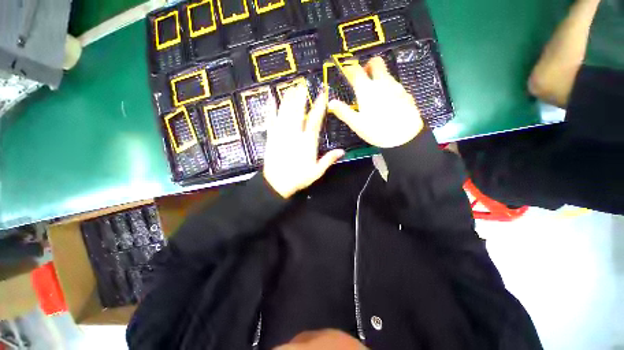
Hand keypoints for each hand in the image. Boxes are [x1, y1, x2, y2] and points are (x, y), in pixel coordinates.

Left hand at [263, 86, 344, 198]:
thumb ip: (329, 160)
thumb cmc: (298, 178)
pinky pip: (270, 120)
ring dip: (288, 98)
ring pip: (284, 112)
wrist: (277, 184)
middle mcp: (294, 134)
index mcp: (307, 142)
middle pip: (297, 111)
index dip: (319, 106)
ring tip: (291, 87)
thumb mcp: (317, 172)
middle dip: (301, 96)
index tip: (322, 94)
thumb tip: (342, 151)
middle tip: (303, 84)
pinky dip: (270, 108)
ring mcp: (281, 134)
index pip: (314, 120)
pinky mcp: (271, 137)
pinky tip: (270, 98)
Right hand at [328, 57, 423, 147]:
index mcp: (367, 90)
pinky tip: (387, 103)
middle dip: (368, 65)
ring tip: (374, 95)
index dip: (349, 68)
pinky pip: (395, 85)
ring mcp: (396, 87)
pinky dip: (388, 88)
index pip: (356, 70)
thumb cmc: (377, 130)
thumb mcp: (356, 124)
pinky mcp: (405, 94)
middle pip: (376, 62)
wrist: (405, 137)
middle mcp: (382, 83)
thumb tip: (331, 102)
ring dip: (379, 78)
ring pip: (386, 74)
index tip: (346, 71)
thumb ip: (343, 112)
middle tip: (364, 78)